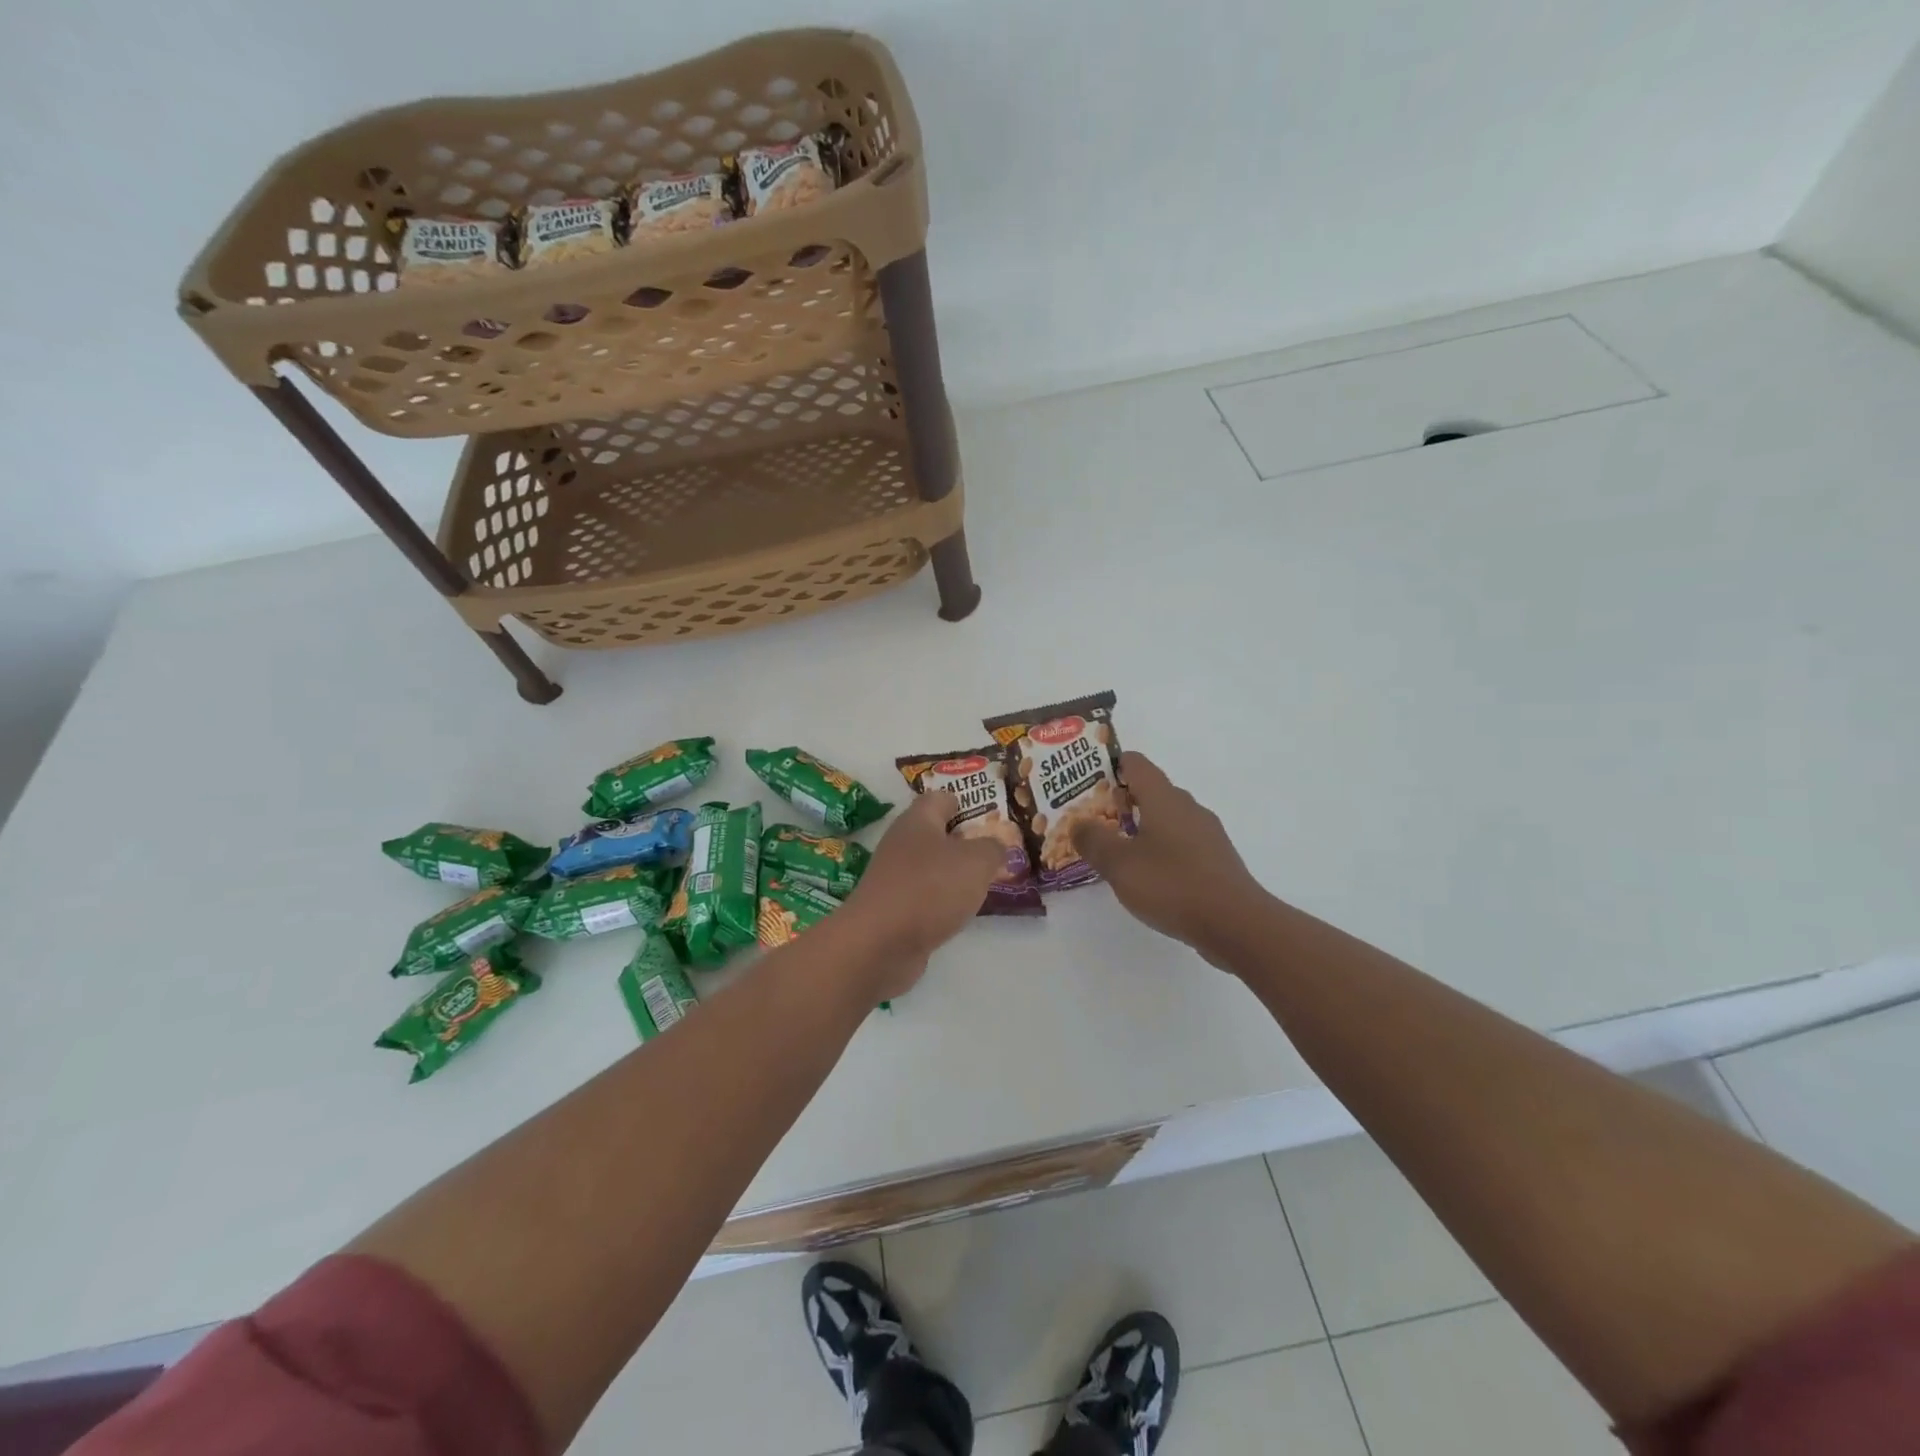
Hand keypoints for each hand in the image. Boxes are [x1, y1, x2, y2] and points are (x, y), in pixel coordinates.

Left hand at [839, 790, 1005, 997]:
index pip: (941, 798)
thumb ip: (992, 849)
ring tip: (986, 882)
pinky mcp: (893, 910)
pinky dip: (943, 901)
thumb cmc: (929, 888)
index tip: (991, 815)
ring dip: (955, 874)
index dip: (966, 802)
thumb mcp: (976, 862)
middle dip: (965, 841)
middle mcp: (902, 844)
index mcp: (918, 820)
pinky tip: (961, 912)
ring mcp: (894, 878)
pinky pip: (925, 897)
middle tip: (997, 851)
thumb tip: (995, 846)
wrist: (879, 944)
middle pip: (936, 833)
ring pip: (932, 867)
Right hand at [1072, 752, 1268, 965]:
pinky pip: (1181, 844)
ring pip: (1167, 819)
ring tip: (1116, 850)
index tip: (1086, 781)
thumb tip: (1079, 823)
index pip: (1136, 763)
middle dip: (1121, 801)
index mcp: (1164, 798)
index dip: (1110, 766)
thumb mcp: (1119, 864)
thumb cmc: (1172, 884)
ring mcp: (1206, 835)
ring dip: (1141, 828)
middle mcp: (1188, 808)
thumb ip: (1093, 840)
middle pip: (1151, 791)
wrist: (1237, 924)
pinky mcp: (1216, 861)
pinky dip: (1161, 850)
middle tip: (1093, 819)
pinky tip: (1148, 875)